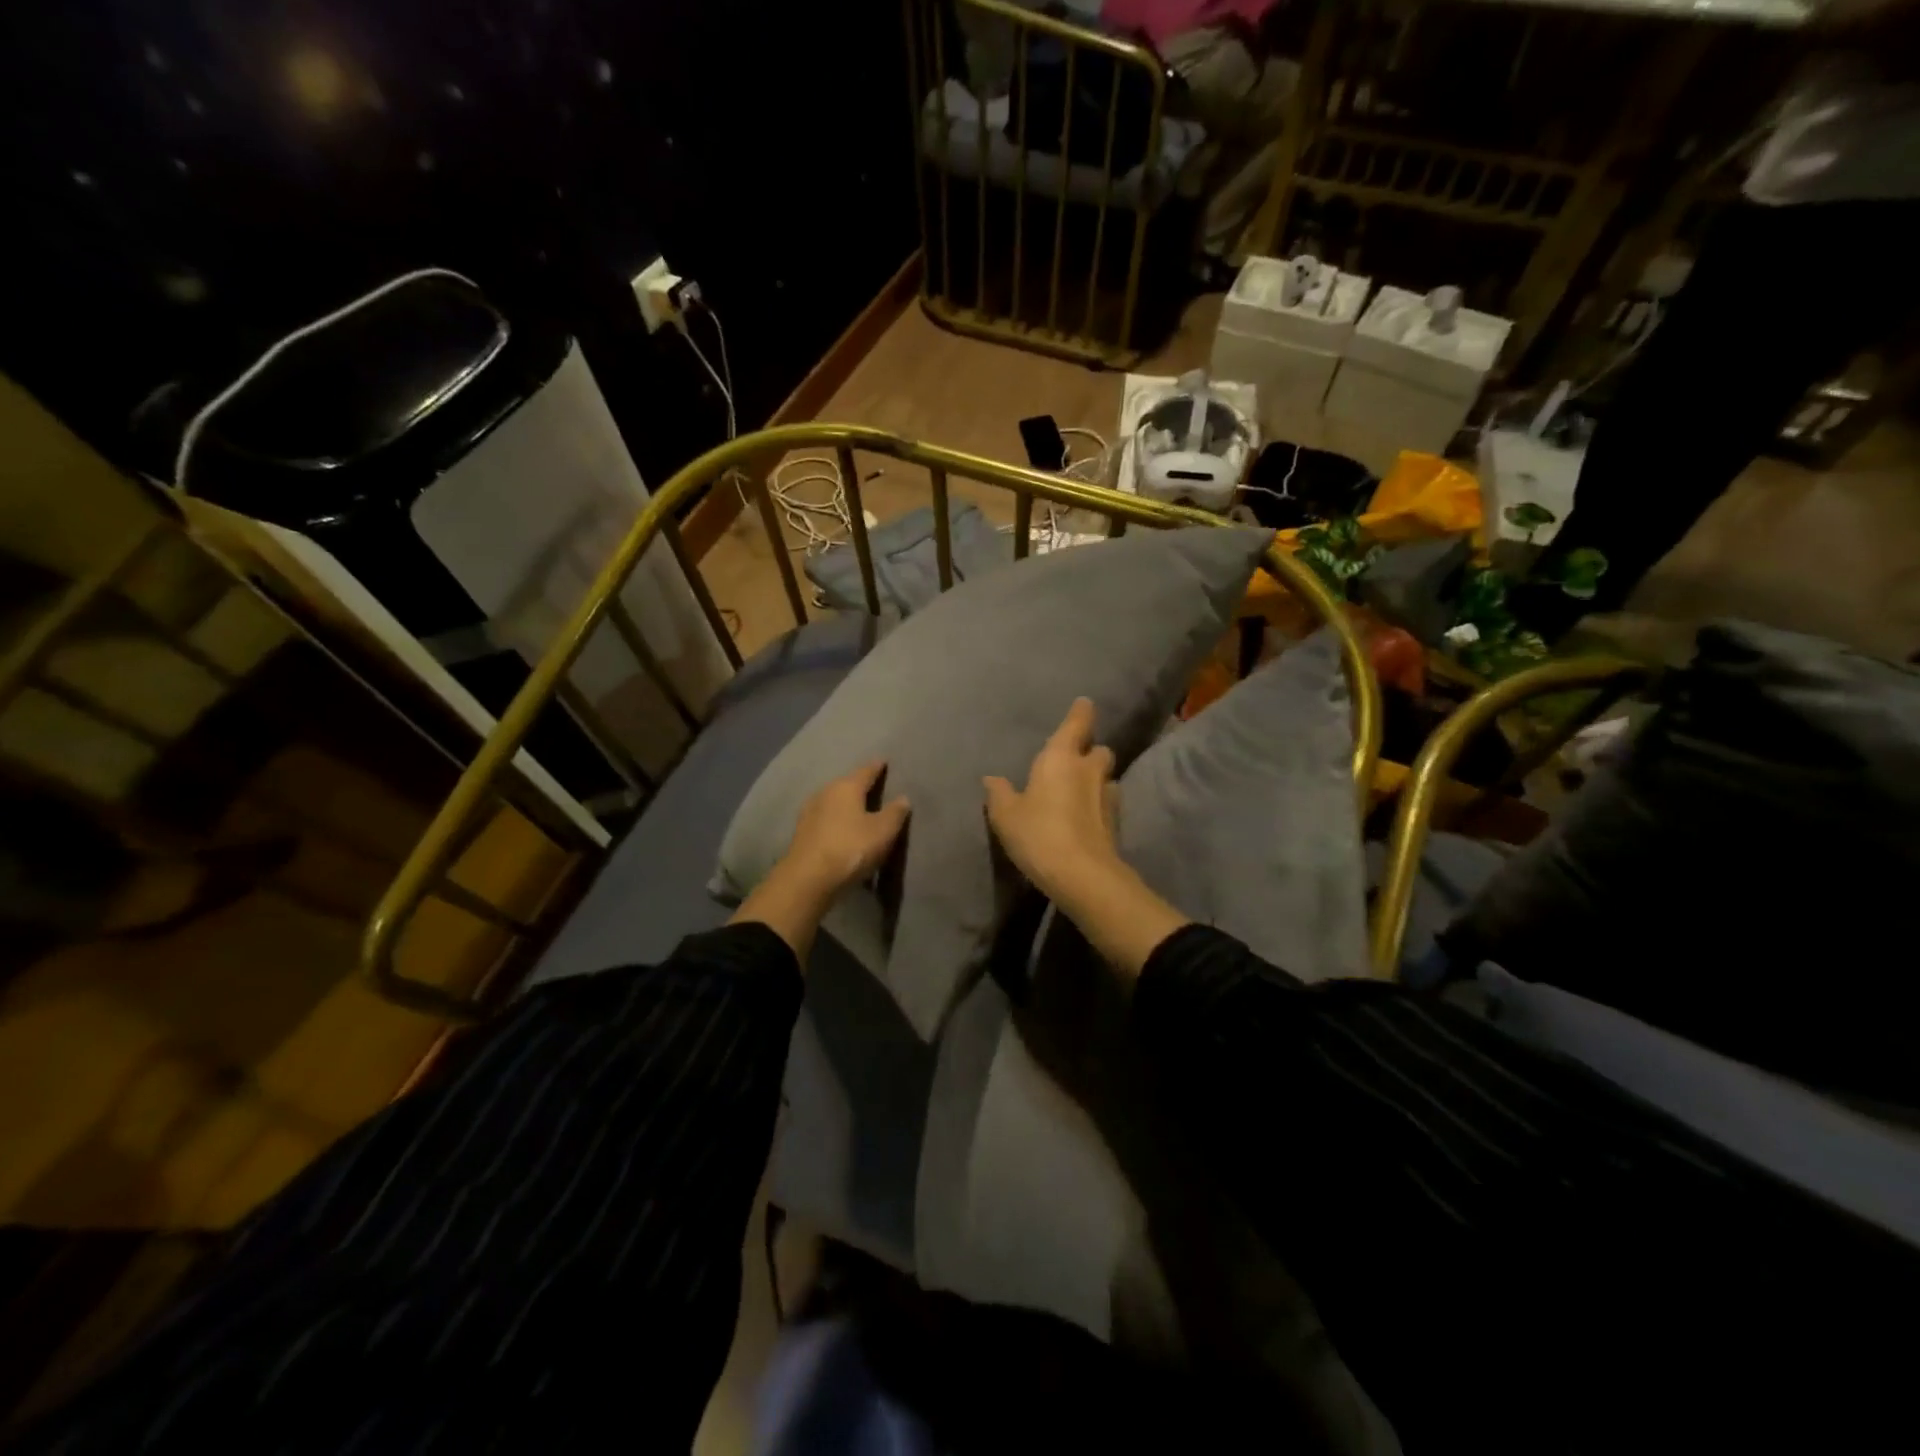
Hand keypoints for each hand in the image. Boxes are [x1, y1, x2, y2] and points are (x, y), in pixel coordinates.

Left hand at [782, 761, 911, 898]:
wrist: (808, 878)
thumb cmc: (850, 848)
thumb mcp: (882, 831)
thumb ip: (895, 813)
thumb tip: (902, 797)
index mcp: (846, 787)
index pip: (866, 770)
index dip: (877, 767)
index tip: (884, 761)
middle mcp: (825, 792)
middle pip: (847, 784)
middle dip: (860, 785)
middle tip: (875, 788)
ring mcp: (810, 812)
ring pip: (833, 801)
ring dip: (846, 804)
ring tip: (860, 810)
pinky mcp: (802, 832)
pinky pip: (825, 818)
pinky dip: (836, 820)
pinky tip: (842, 829)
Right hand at [983, 698, 1121, 902]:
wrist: (1082, 875)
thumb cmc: (1039, 834)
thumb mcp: (1006, 815)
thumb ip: (999, 793)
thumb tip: (992, 778)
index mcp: (1061, 758)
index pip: (1077, 723)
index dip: (1081, 712)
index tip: (1084, 704)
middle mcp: (1089, 770)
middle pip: (1100, 750)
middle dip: (1091, 751)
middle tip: (1076, 760)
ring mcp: (1108, 796)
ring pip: (1107, 777)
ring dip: (1097, 780)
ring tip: (1081, 791)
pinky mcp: (1117, 823)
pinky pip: (1109, 804)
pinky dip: (1100, 805)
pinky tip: (1087, 818)